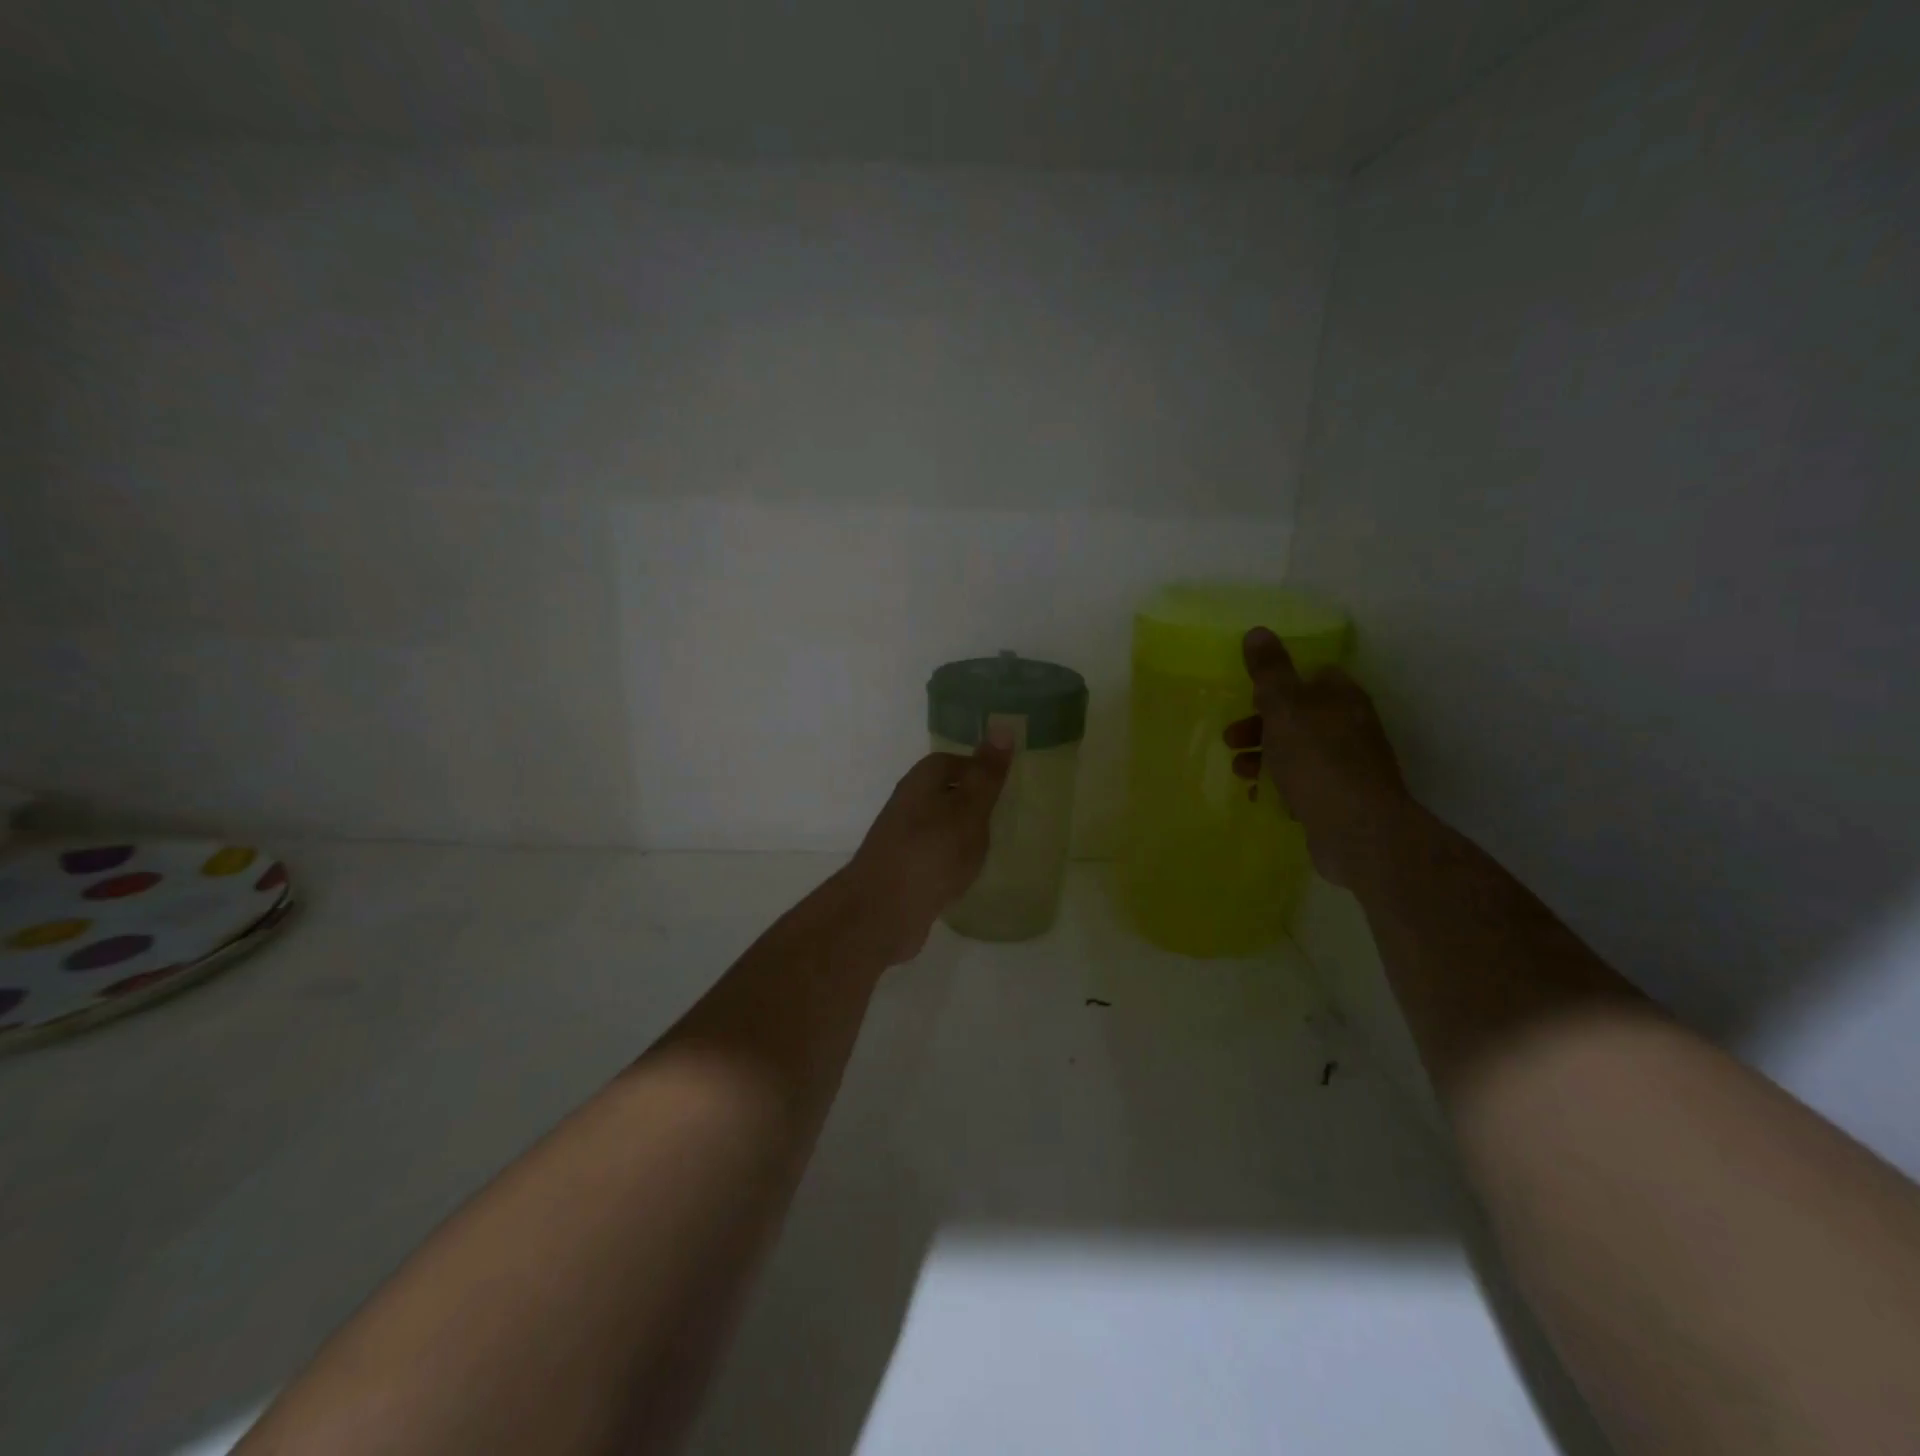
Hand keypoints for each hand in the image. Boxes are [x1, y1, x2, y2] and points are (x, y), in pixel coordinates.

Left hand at [839, 740, 1012, 963]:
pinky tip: (966, 876)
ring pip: (937, 826)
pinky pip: (932, 856)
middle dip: (970, 802)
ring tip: (991, 846)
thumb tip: (1002, 726)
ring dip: (960, 832)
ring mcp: (901, 839)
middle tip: (1005, 816)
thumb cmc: (931, 853)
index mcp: (921, 782)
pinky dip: (950, 860)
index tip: (1004, 784)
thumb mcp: (968, 810)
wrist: (881, 911)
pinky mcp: (901, 871)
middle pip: (942, 793)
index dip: (976, 768)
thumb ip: (986, 775)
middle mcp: (906, 805)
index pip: (949, 761)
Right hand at [1224, 627, 1411, 889]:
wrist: (1356, 829)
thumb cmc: (1317, 759)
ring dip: (1264, 757)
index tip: (1249, 696)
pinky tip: (1258, 796)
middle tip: (1231, 739)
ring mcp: (1349, 765)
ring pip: (1298, 751)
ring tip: (1240, 771)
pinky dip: (1278, 785)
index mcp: (1342, 697)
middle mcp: (1350, 726)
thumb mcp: (1284, 707)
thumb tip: (1258, 631)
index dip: (1279, 683)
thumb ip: (1269, 671)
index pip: (1313, 675)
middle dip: (1260, 725)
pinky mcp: (1341, 799)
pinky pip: (1303, 783)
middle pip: (1299, 715)